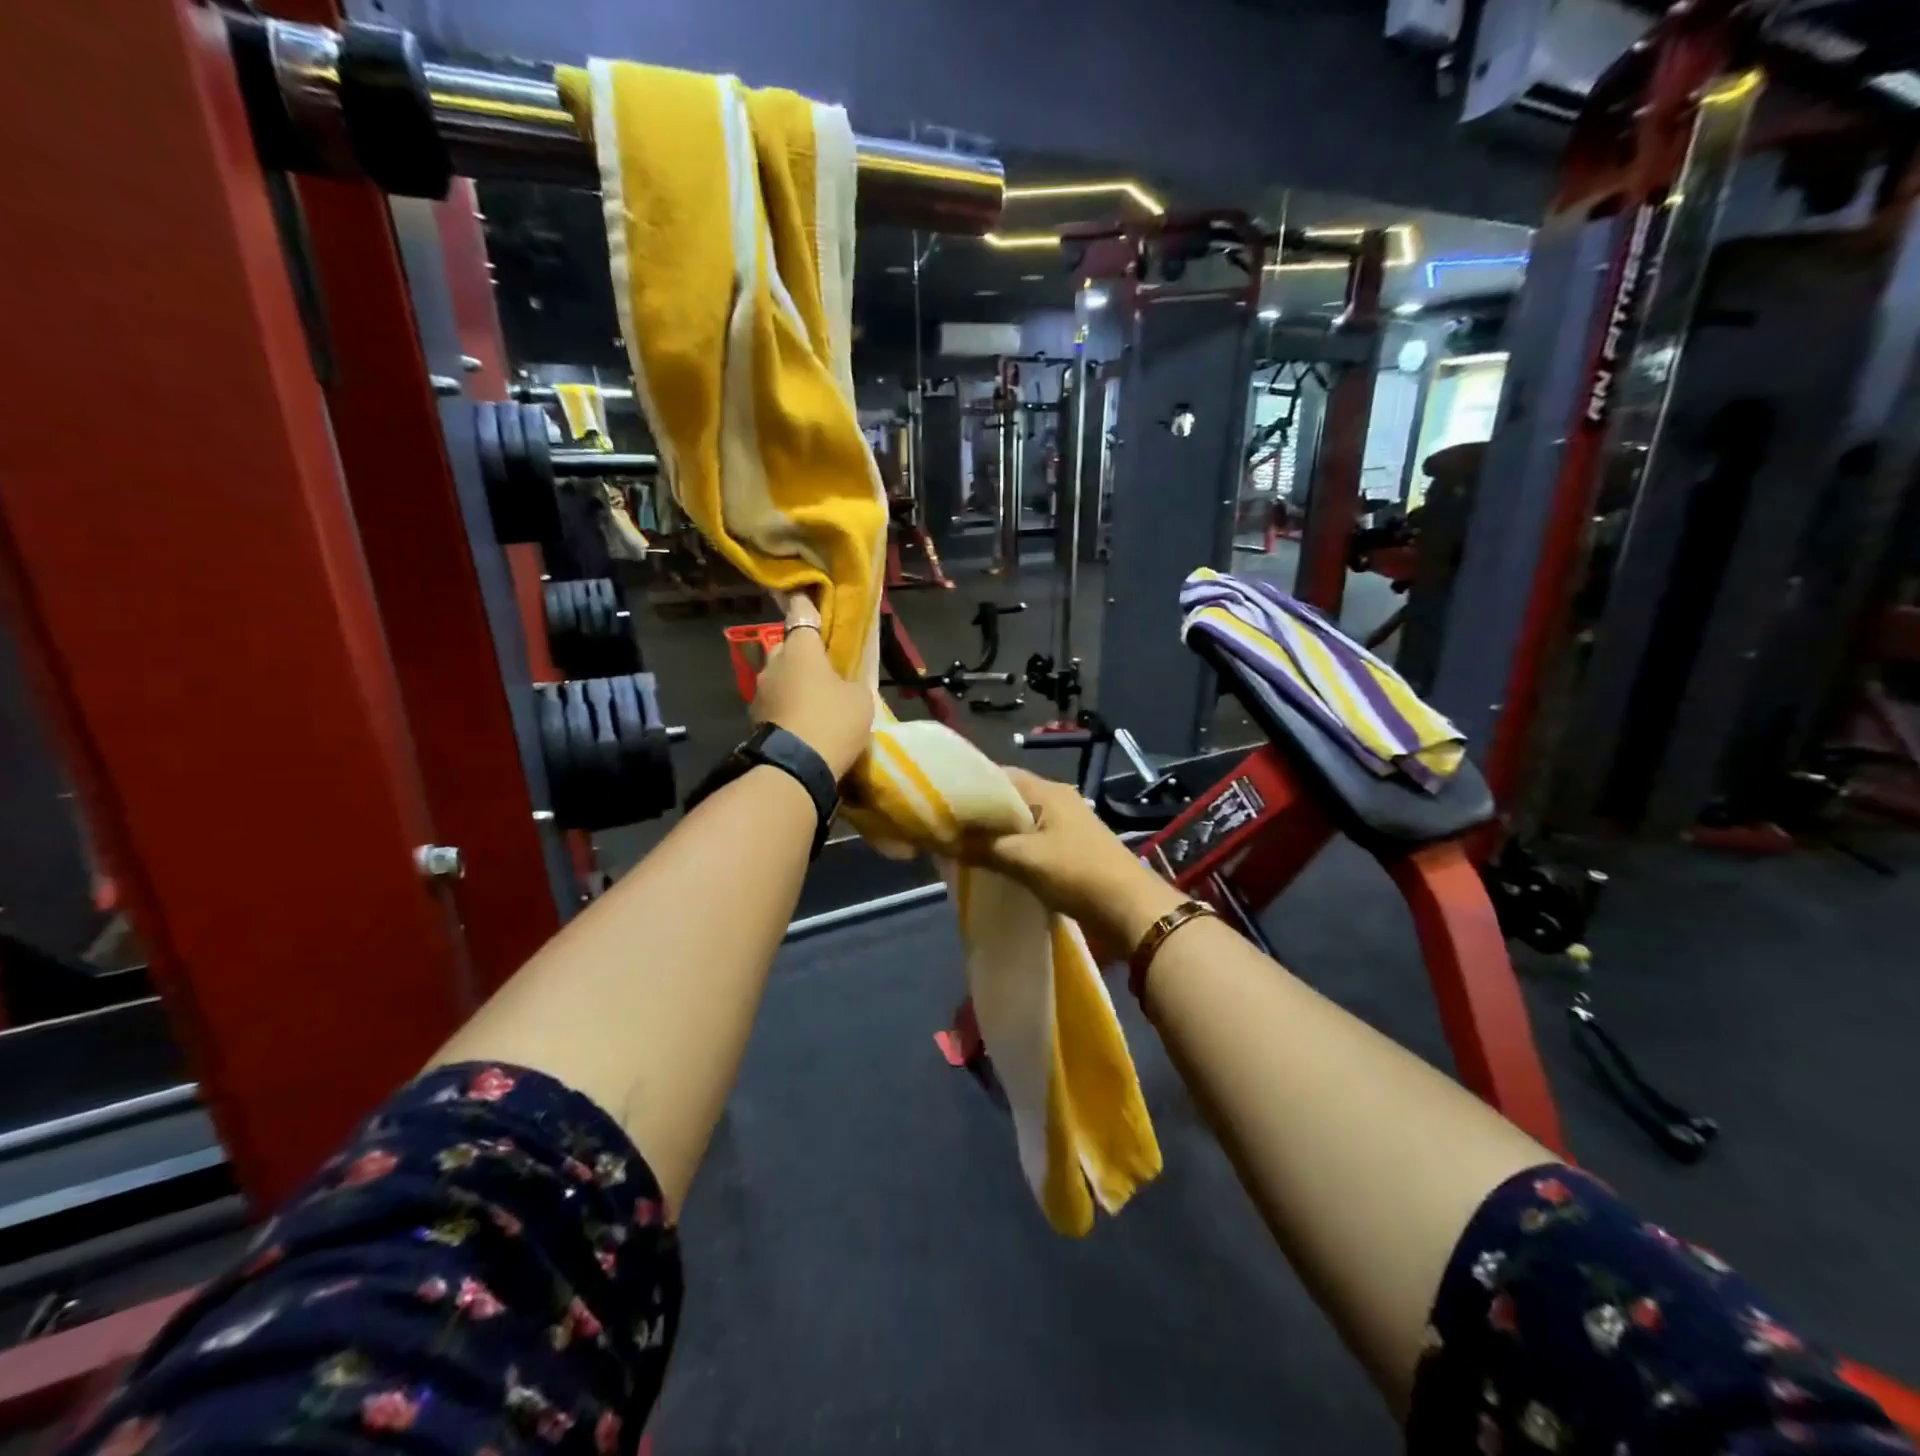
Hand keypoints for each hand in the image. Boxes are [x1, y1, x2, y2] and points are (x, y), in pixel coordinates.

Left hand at [751, 595, 872, 780]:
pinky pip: (775, 704)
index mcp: (800, 648)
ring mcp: (759, 691)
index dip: (806, 605)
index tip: (809, 599)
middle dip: (802, 655)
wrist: (794, 768)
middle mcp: (773, 662)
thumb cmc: (833, 721)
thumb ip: (850, 681)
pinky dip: (786, 709)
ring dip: (793, 685)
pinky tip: (802, 724)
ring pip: (779, 678)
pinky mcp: (753, 719)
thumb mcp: (860, 698)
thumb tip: (841, 683)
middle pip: (788, 648)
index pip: (800, 613)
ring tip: (814, 703)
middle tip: (824, 670)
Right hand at [961, 767, 1184, 953]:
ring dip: (993, 834)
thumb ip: (982, 847)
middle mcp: (1056, 800)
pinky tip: (991, 863)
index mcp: (1048, 791)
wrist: (1131, 910)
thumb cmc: (1077, 873)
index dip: (968, 786)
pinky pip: (1029, 841)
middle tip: (944, 827)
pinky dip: (1009, 849)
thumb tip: (941, 839)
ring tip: (960, 846)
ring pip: (1018, 822)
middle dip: (977, 813)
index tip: (939, 801)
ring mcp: (1064, 826)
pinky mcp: (1068, 850)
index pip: (998, 775)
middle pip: (1007, 799)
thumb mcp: (1024, 859)